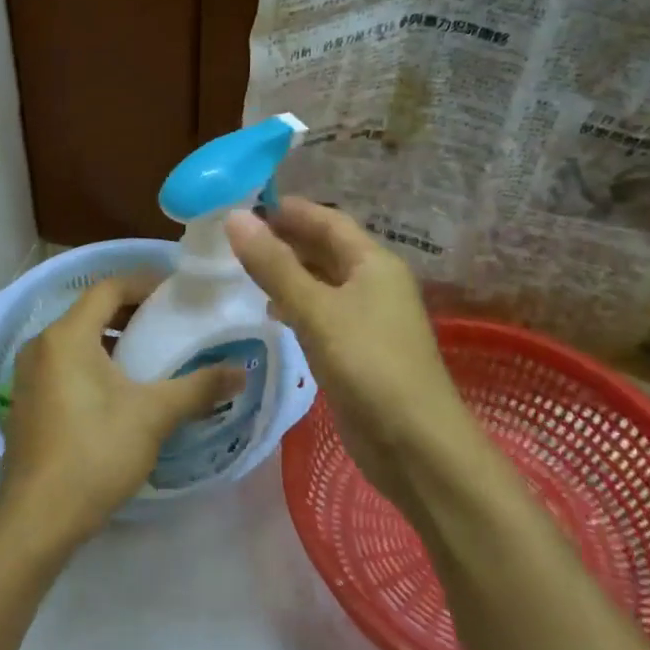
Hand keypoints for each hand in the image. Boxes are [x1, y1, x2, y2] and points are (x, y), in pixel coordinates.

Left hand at [0, 275, 244, 551]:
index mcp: (67, 335)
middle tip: (171, 322)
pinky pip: (64, 363)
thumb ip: (199, 387)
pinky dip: (93, 361)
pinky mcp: (27, 400)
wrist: (38, 518)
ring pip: (76, 339)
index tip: (178, 293)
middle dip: (132, 311)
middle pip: (91, 311)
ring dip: (113, 339)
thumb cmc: (95, 453)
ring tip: (152, 354)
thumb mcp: (153, 416)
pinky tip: (120, 388)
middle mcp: (41, 344)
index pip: (108, 287)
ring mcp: (29, 374)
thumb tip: (242, 371)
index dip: (144, 283)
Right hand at [225, 198, 479, 514]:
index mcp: (373, 263)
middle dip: (285, 239)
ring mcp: (368, 319)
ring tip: (245, 268)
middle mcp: (374, 284)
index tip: (246, 204)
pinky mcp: (359, 351)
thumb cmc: (368, 365)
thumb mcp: (315, 310)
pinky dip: (296, 305)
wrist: (415, 445)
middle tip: (236, 236)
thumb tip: (235, 219)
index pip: (328, 220)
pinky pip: (323, 314)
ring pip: (322, 282)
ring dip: (288, 272)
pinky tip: (272, 313)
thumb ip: (274, 265)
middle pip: (326, 249)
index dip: (290, 209)